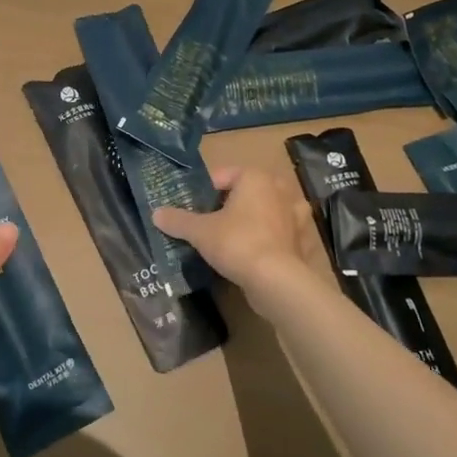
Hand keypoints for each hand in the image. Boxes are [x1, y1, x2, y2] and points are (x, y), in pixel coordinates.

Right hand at [154, 166, 324, 314]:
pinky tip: (253, 252)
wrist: (276, 281)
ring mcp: (294, 215)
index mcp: (254, 177)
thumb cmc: (236, 243)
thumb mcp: (200, 231)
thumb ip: (178, 220)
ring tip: (233, 234)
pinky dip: (268, 239)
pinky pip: (279, 233)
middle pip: (246, 191)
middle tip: (210, 220)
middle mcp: (278, 189)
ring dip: (253, 219)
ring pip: (266, 210)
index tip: (190, 207)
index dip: (203, 190)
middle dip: (230, 203)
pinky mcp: (301, 240)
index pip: (222, 175)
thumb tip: (156, 214)